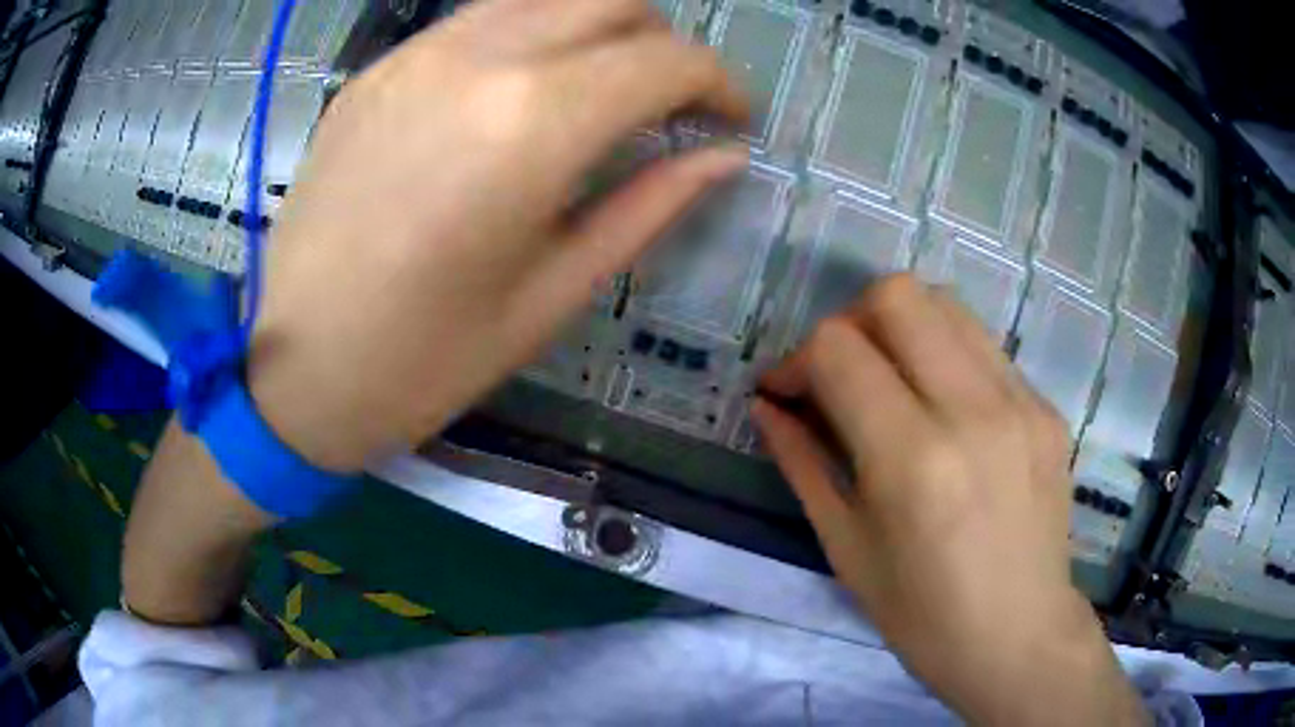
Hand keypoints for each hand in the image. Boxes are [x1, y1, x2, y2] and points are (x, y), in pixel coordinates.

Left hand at [248, 0, 748, 471]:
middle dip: (662, 42)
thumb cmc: (429, 358)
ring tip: (599, 89)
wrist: (297, 369)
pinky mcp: (378, 69)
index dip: (720, 83)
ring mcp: (418, 54)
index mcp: (535, 122)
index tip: (732, 118)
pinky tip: (517, 93)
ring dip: (595, 28)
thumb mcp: (556, 291)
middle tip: (668, 101)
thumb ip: (650, 204)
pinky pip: (478, 21)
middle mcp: (480, 58)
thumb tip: (724, 157)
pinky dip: (526, 36)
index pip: (666, 59)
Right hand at [751, 275, 1144, 724]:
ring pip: (946, 304)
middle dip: (850, 321)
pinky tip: (943, 410)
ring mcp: (1021, 402)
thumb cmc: (922, 616)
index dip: (798, 360)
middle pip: (897, 295)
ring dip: (901, 328)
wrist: (1019, 636)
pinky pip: (984, 347)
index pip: (839, 348)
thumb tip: (767, 404)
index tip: (788, 393)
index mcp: (913, 459)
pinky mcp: (1046, 407)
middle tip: (841, 374)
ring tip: (891, 382)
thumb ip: (802, 462)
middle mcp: (974, 411)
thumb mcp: (846, 547)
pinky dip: (946, 357)